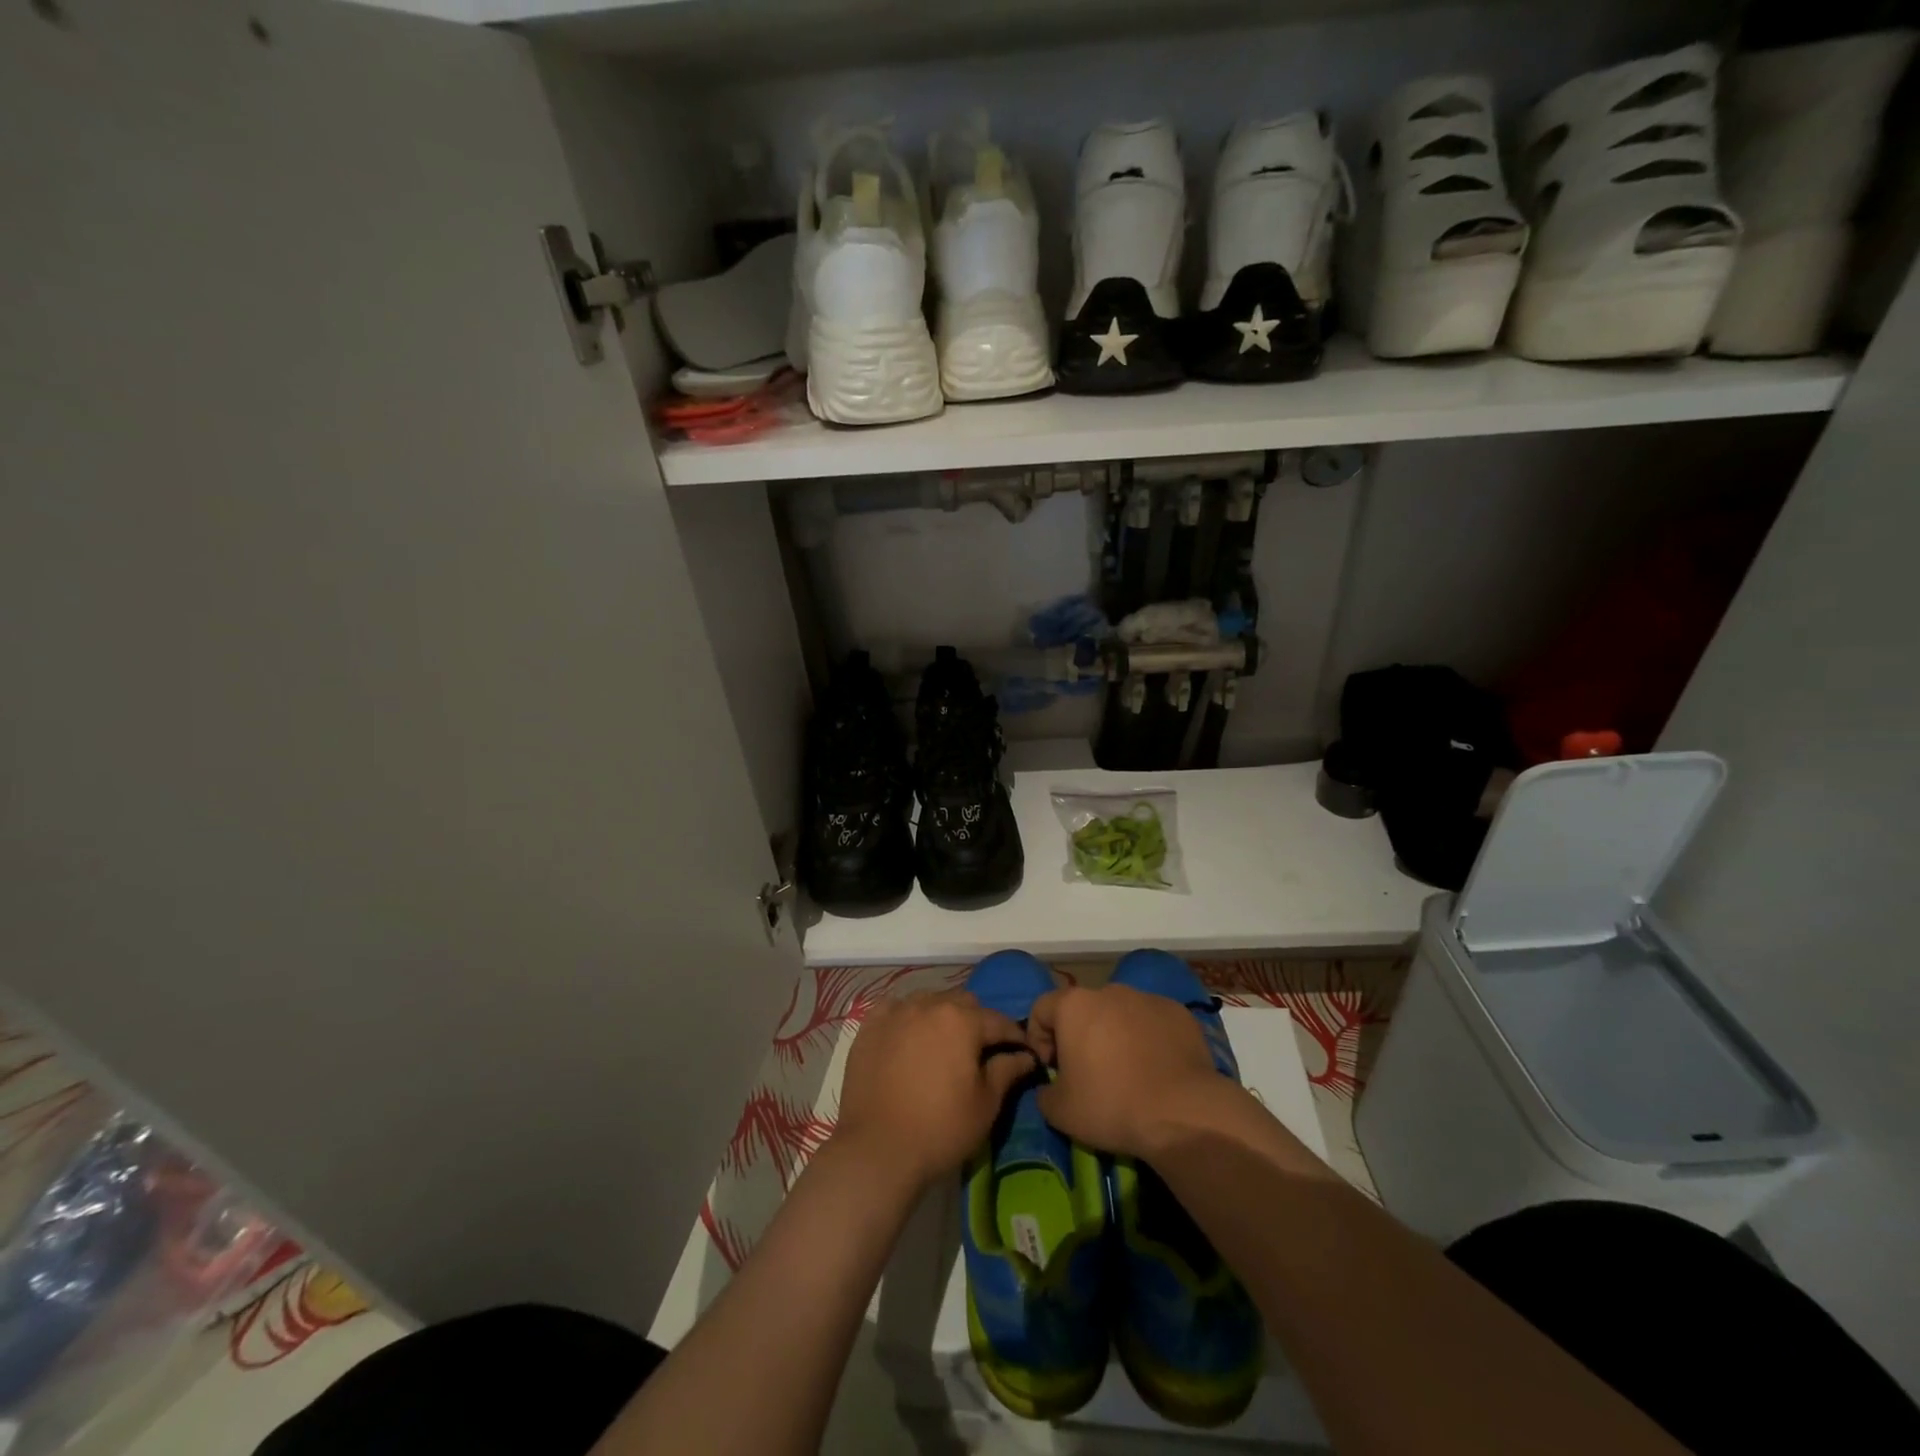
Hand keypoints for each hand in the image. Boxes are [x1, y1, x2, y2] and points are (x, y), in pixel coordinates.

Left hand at [835, 991, 1036, 1186]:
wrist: (877, 1150)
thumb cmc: (940, 1129)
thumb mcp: (985, 1105)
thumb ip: (1007, 1071)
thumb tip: (1025, 1056)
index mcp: (962, 1020)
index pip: (998, 1021)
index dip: (1014, 1036)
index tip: (1021, 1052)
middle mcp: (929, 1004)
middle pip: (963, 1002)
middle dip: (977, 1021)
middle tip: (979, 1051)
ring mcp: (896, 1012)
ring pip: (929, 1000)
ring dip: (942, 1016)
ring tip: (942, 1044)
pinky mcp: (869, 1026)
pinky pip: (895, 1008)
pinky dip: (907, 1017)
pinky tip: (908, 1036)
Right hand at [1026, 985, 1224, 1158]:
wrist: (1183, 1112)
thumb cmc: (1111, 1105)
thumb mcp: (1060, 1111)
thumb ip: (1044, 1092)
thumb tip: (1051, 1087)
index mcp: (1073, 1005)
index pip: (1041, 1009)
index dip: (1039, 1039)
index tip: (1052, 1068)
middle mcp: (1108, 991)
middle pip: (1082, 1009)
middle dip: (1080, 1036)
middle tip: (1088, 1073)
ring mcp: (1146, 998)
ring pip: (1119, 1013)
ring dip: (1115, 1035)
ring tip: (1127, 1072)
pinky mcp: (1178, 1012)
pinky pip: (1152, 1022)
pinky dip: (1148, 1038)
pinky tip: (1157, 1069)